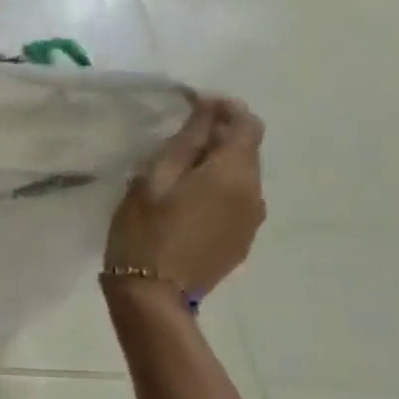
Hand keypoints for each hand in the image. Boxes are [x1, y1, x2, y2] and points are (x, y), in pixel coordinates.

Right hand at [105, 96, 266, 296]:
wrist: (153, 295)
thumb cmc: (145, 231)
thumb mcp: (154, 179)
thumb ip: (186, 141)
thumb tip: (208, 107)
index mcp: (233, 173)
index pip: (246, 124)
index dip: (224, 108)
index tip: (194, 104)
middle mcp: (254, 193)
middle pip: (247, 150)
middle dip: (220, 136)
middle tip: (178, 137)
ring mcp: (251, 220)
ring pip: (241, 177)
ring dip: (217, 165)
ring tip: (179, 171)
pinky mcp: (241, 241)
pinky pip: (236, 202)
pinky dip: (217, 190)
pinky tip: (186, 203)